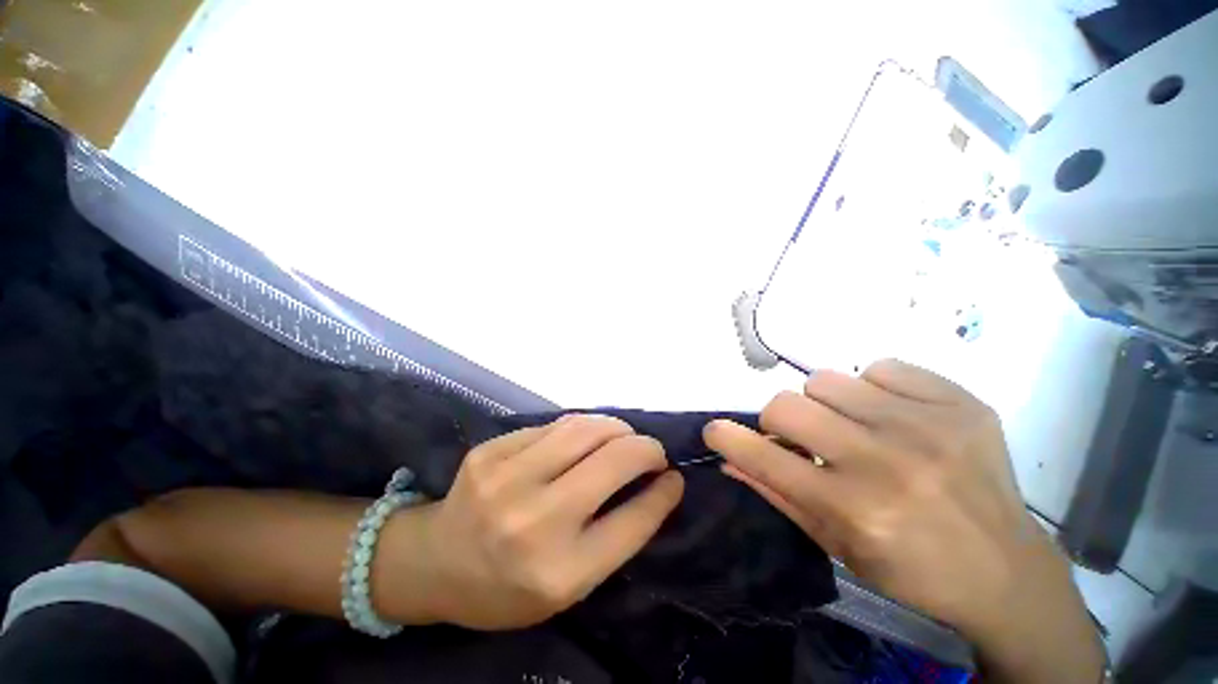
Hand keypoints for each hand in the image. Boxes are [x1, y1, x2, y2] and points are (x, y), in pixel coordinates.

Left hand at [414, 415, 683, 629]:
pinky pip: (554, 425)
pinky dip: (581, 427)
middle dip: (647, 448)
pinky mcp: (491, 450)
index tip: (674, 477)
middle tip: (654, 450)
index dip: (663, 493)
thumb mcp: (567, 586)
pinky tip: (585, 437)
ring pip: (585, 428)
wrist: (434, 562)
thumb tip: (657, 485)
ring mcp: (507, 478)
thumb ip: (615, 535)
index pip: (633, 520)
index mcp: (559, 573)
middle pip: (614, 460)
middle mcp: (533, 522)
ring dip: (617, 427)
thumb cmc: (506, 587)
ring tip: (624, 436)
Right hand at [704, 360, 1104, 681]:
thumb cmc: (910, 570)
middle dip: (780, 420)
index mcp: (855, 508)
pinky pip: (882, 367)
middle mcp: (887, 461)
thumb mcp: (834, 544)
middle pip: (788, 402)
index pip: (764, 455)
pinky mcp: (961, 403)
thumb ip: (775, 492)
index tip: (716, 431)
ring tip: (854, 428)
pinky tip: (894, 417)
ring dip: (827, 404)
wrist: (1007, 572)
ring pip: (828, 379)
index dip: (728, 437)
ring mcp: (928, 425)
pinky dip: (875, 389)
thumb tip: (728, 457)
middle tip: (803, 438)